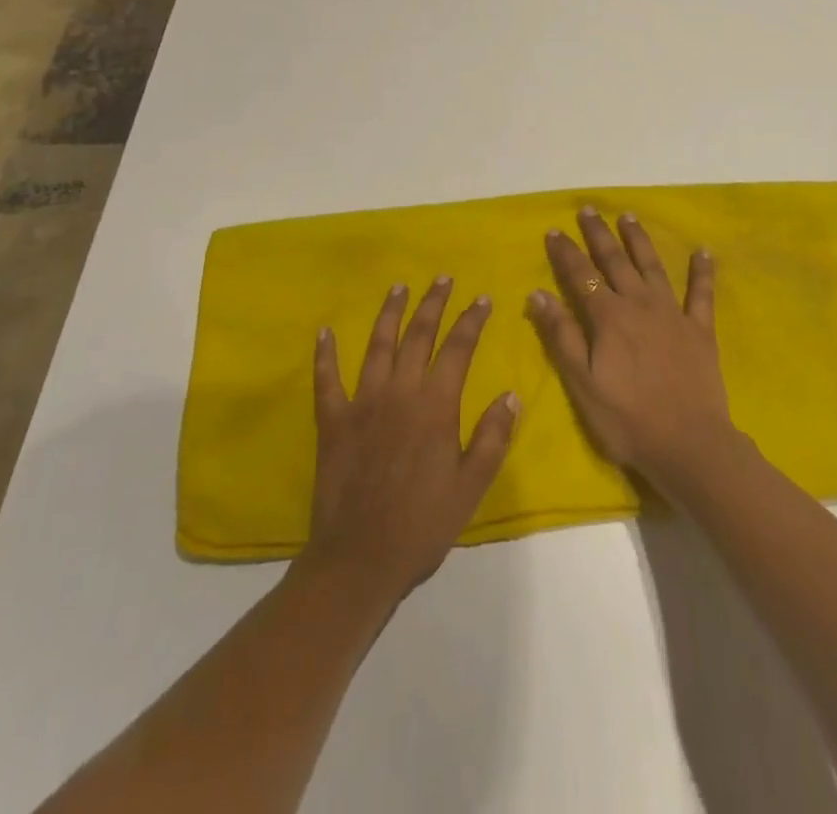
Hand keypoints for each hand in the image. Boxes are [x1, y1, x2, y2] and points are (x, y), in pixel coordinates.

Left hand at [305, 278, 518, 600]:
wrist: (360, 558)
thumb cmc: (423, 524)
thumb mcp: (471, 485)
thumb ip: (493, 437)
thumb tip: (511, 395)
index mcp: (435, 406)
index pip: (458, 349)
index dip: (471, 321)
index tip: (483, 299)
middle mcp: (399, 392)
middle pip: (418, 336)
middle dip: (433, 304)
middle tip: (442, 278)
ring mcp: (361, 403)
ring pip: (377, 346)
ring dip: (389, 314)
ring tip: (399, 287)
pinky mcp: (332, 420)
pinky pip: (326, 379)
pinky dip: (325, 354)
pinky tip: (325, 332)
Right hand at [527, 208, 737, 493]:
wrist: (688, 444)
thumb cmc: (627, 419)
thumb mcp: (582, 383)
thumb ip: (562, 336)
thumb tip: (538, 294)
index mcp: (608, 317)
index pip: (581, 275)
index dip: (566, 252)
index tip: (554, 230)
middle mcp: (639, 304)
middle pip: (615, 261)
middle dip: (599, 234)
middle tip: (588, 209)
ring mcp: (672, 314)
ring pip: (652, 267)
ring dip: (639, 240)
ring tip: (628, 216)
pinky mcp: (700, 330)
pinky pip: (701, 293)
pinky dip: (702, 271)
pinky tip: (702, 251)